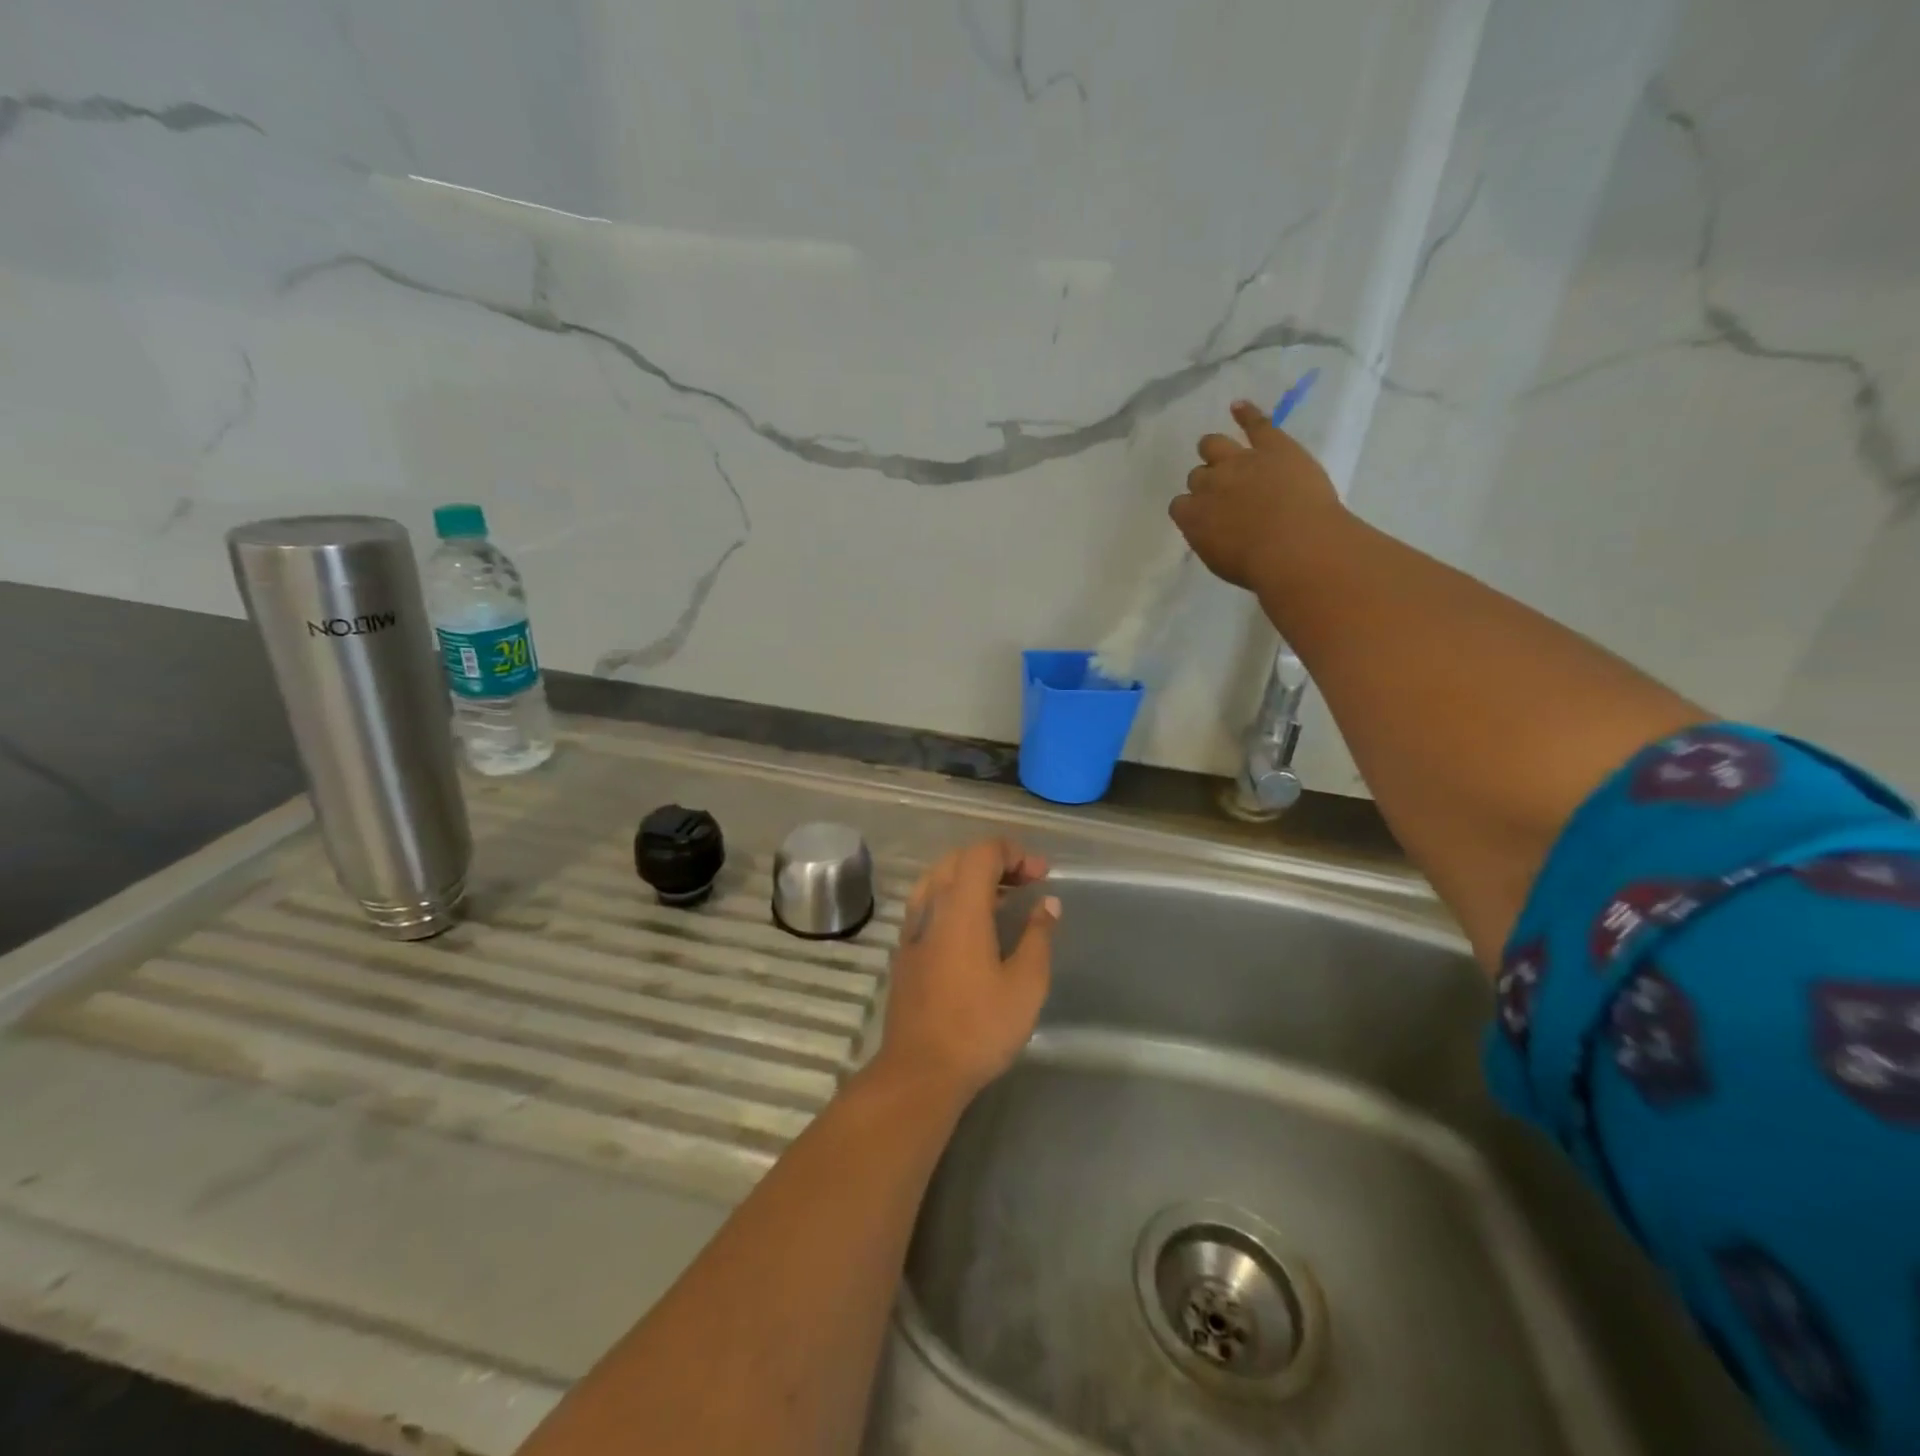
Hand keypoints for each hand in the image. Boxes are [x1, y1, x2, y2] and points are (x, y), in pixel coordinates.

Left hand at [871, 839, 1058, 1101]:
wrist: (920, 1071)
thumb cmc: (979, 1027)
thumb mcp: (1026, 984)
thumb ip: (1038, 936)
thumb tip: (1047, 903)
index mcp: (961, 908)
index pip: (982, 853)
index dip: (1014, 853)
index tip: (1041, 874)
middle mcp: (932, 908)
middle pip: (959, 860)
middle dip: (995, 861)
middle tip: (1027, 882)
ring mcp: (913, 929)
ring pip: (938, 879)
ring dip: (971, 877)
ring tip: (1002, 900)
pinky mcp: (905, 951)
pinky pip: (928, 903)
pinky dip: (953, 897)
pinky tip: (973, 926)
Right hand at [1170, 399, 1342, 589]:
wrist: (1296, 547)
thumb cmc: (1258, 567)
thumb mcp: (1220, 562)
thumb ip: (1209, 540)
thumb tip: (1211, 530)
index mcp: (1193, 517)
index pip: (1180, 505)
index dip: (1191, 508)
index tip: (1202, 516)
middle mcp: (1209, 484)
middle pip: (1197, 475)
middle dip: (1205, 482)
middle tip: (1220, 492)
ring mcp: (1240, 461)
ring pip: (1214, 445)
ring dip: (1213, 448)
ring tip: (1217, 451)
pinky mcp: (1273, 446)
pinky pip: (1256, 424)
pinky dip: (1246, 413)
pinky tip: (1239, 407)